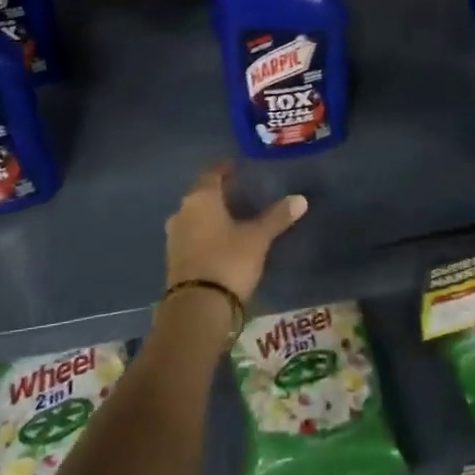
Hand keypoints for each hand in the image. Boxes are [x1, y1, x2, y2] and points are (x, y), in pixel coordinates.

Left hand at [165, 165, 307, 305]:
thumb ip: (277, 217)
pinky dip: (206, 232)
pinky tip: (221, 240)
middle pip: (201, 194)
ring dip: (211, 213)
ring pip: (195, 215)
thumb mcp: (258, 238)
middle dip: (220, 192)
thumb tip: (301, 199)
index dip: (225, 168)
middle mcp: (182, 211)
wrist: (198, 308)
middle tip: (241, 191)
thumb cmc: (228, 261)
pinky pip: (191, 235)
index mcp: (200, 198)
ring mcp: (174, 236)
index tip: (238, 167)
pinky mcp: (174, 258)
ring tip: (233, 216)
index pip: (212, 173)